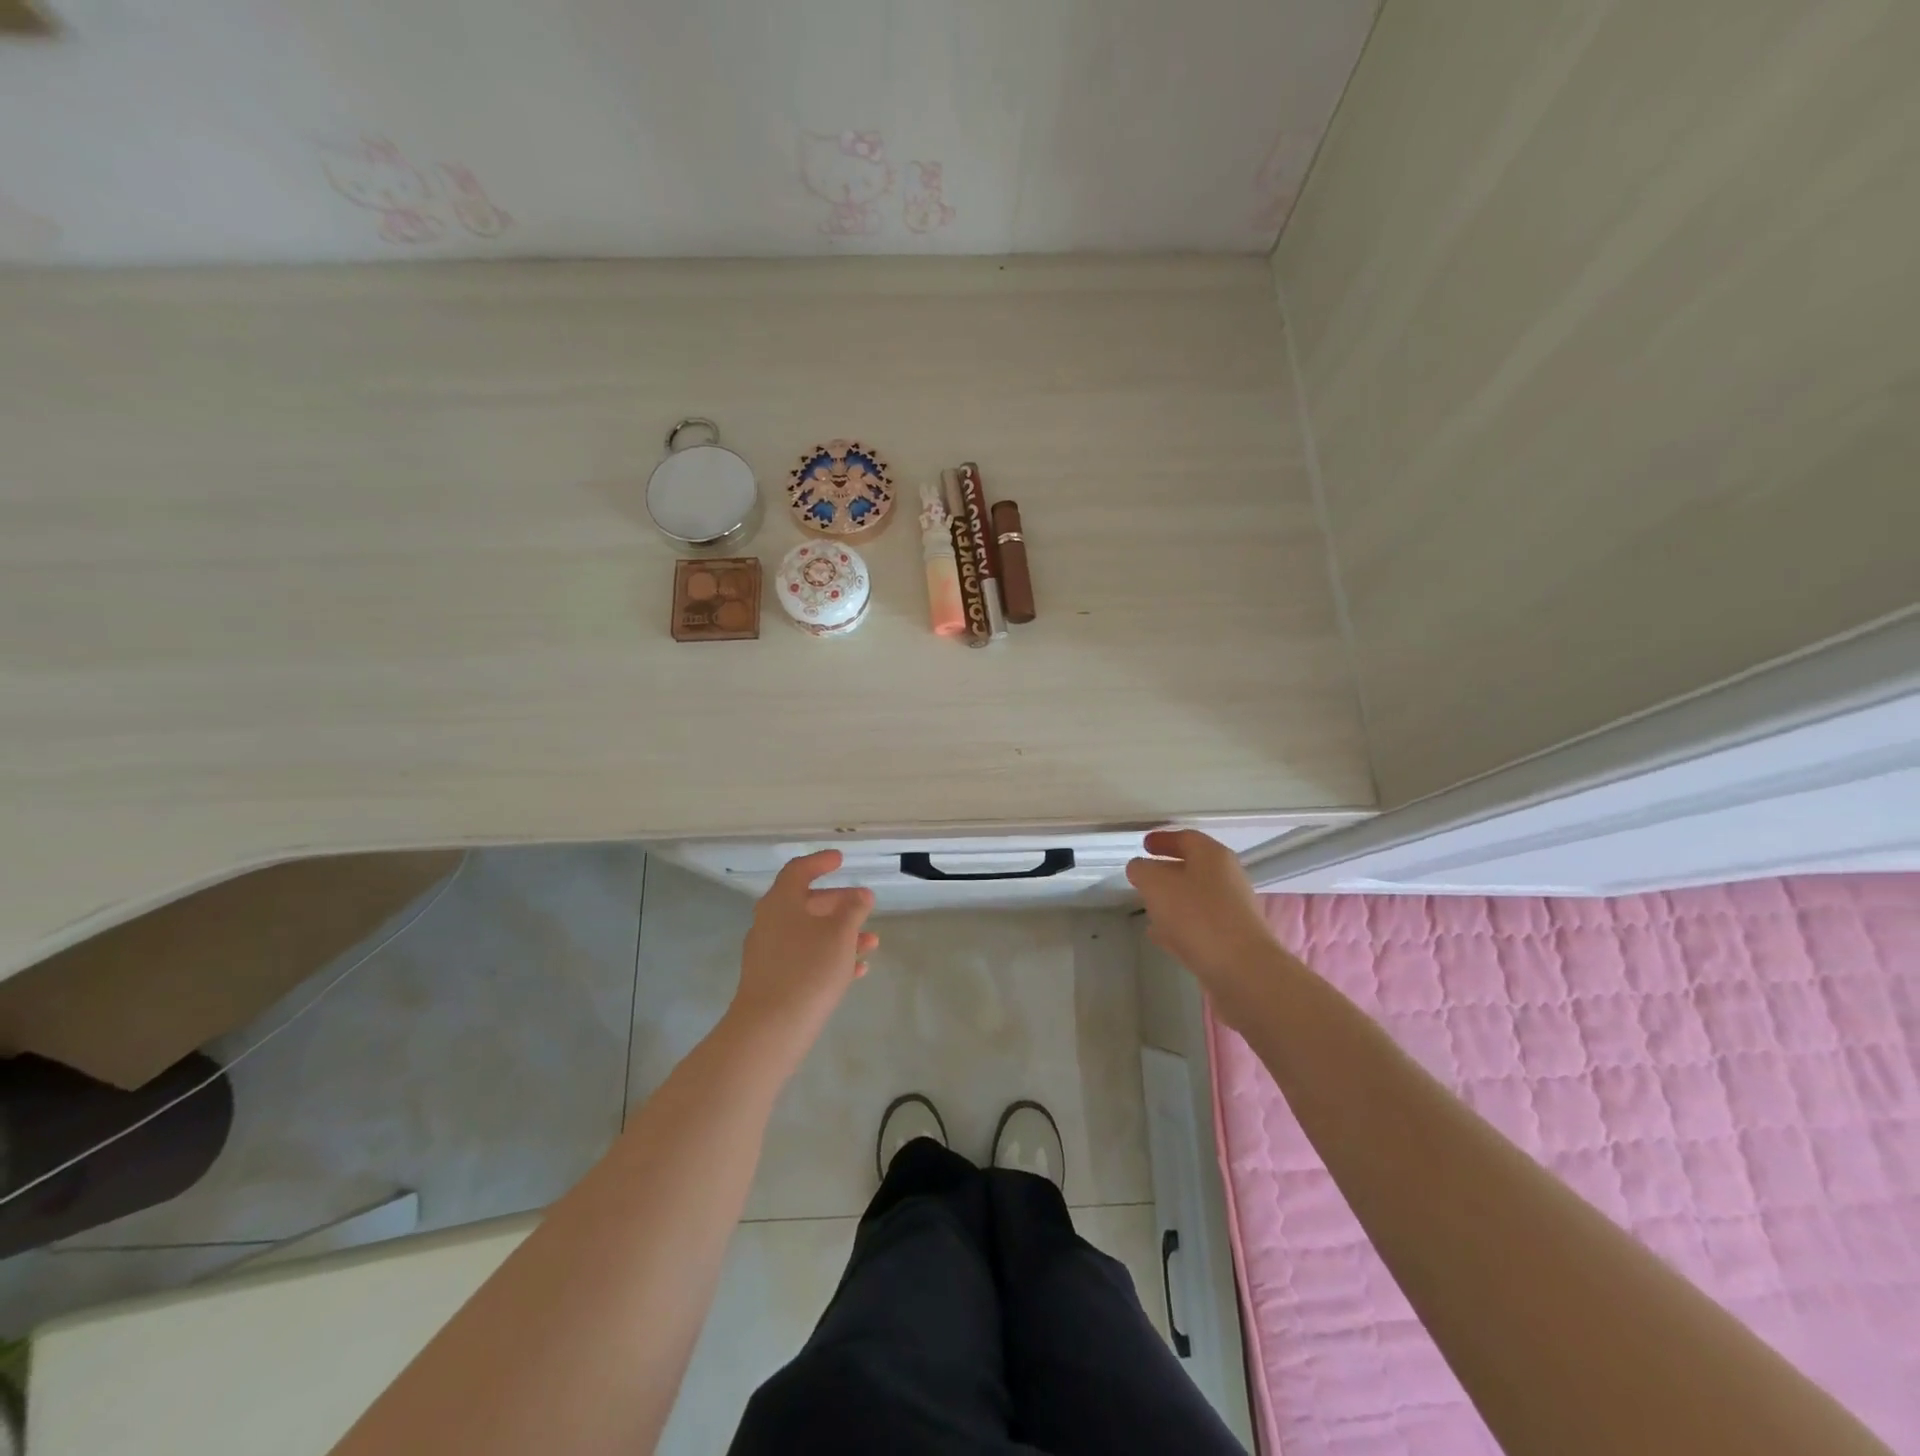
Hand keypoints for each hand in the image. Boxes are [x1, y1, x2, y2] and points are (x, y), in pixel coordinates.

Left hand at [725, 850, 877, 1067]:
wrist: (770, 1028)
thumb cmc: (808, 970)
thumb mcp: (840, 934)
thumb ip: (853, 910)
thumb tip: (860, 895)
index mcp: (781, 902)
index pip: (799, 871)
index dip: (820, 862)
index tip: (840, 860)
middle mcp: (770, 922)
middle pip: (806, 903)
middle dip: (838, 903)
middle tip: (865, 904)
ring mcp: (768, 952)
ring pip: (809, 933)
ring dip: (839, 933)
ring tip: (871, 942)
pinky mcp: (772, 979)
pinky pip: (804, 958)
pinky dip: (829, 957)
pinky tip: (856, 970)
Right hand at [1125, 830, 1277, 1010]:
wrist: (1243, 971)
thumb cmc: (1197, 916)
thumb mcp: (1156, 885)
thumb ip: (1142, 871)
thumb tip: (1140, 868)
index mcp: (1213, 856)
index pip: (1186, 838)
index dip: (1162, 839)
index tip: (1144, 844)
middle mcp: (1228, 878)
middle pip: (1193, 867)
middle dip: (1166, 871)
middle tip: (1143, 876)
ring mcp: (1233, 910)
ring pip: (1195, 897)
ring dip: (1172, 900)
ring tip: (1147, 906)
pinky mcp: (1232, 940)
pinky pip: (1199, 925)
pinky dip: (1179, 925)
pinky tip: (1160, 935)